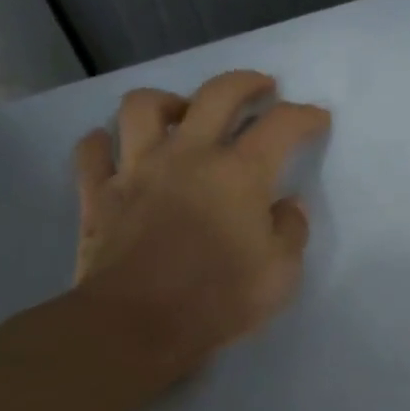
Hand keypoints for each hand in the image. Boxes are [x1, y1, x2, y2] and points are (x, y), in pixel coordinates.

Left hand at [71, 70, 329, 388]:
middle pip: (217, 93)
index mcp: (240, 172)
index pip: (282, 124)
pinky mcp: (99, 194)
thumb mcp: (281, 272)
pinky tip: (117, 148)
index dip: (305, 116)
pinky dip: (104, 142)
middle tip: (261, 89)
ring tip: (183, 115)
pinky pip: (92, 150)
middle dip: (247, 83)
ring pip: (144, 106)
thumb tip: (286, 205)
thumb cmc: (219, 299)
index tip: (318, 119)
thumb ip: (290, 230)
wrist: (134, 327)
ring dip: (169, 102)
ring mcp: (137, 169)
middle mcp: (189, 155)